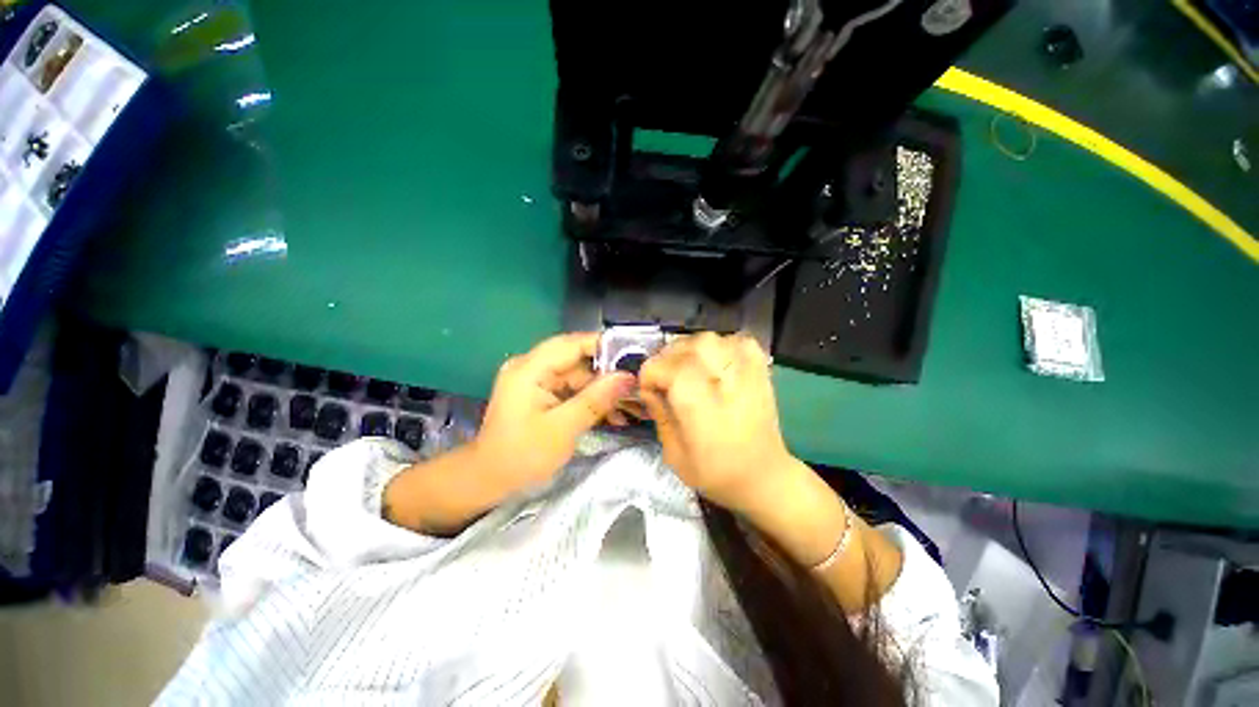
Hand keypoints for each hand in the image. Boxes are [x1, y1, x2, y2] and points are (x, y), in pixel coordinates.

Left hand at [472, 332, 635, 495]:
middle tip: (638, 386)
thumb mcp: (563, 429)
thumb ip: (596, 400)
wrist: (489, 481)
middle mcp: (532, 367)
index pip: (572, 344)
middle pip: (578, 360)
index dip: (604, 346)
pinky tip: (615, 415)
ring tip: (633, 407)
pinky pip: (573, 389)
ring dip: (604, 391)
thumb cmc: (522, 456)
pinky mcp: (542, 393)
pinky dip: (592, 400)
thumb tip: (627, 377)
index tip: (635, 356)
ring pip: (580, 376)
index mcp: (529, 369)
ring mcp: (537, 380)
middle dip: (609, 374)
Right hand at [639, 332, 792, 513]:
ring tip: (687, 370)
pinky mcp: (759, 367)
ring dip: (689, 351)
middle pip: (684, 347)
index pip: (664, 366)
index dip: (649, 376)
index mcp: (699, 404)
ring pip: (706, 338)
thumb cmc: (716, 472)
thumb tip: (649, 388)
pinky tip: (715, 364)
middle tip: (665, 380)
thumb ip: (658, 414)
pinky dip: (719, 346)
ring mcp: (746, 370)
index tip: (649, 392)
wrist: (765, 475)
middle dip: (666, 359)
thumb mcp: (673, 454)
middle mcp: (723, 380)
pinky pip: (734, 340)